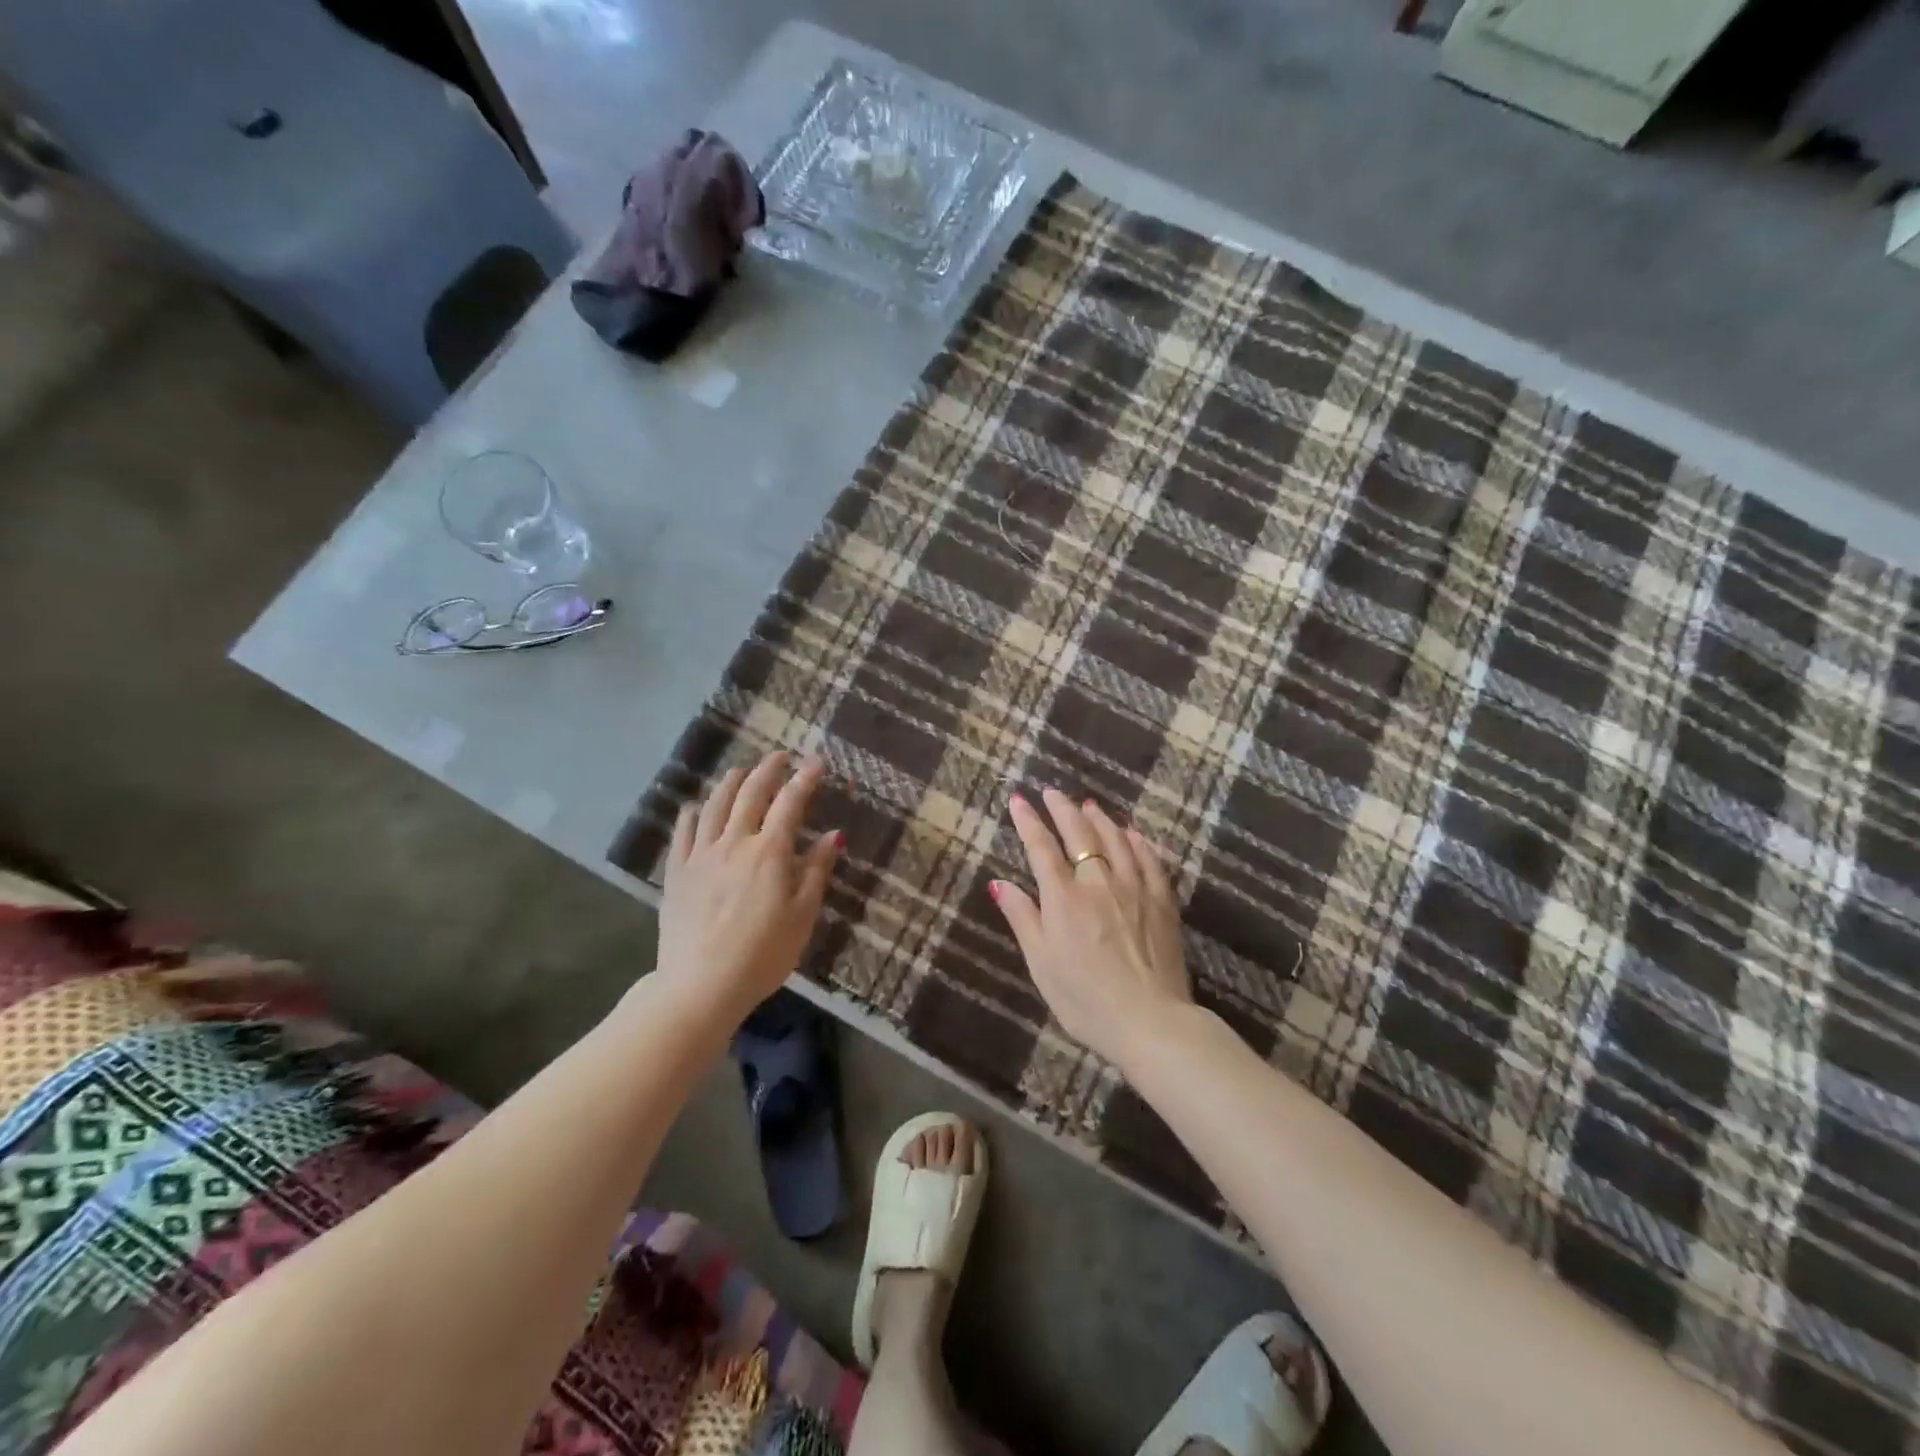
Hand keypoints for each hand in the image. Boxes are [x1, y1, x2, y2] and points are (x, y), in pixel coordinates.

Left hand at [654, 751, 840, 1024]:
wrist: (700, 987)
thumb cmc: (762, 955)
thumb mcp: (802, 916)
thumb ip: (816, 871)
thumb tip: (835, 835)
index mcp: (769, 853)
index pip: (790, 803)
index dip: (805, 779)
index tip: (816, 762)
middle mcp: (733, 843)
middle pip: (750, 793)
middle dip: (768, 770)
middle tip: (781, 757)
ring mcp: (700, 856)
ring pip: (715, 805)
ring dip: (731, 782)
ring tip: (742, 771)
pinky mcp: (677, 872)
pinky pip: (683, 832)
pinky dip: (693, 812)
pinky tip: (696, 806)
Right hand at [989, 788, 1191, 1068]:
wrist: (1149, 1021)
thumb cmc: (1084, 998)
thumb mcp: (1041, 962)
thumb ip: (1022, 917)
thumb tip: (998, 882)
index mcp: (1064, 898)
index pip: (1042, 847)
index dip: (1029, 821)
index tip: (1018, 800)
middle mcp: (1099, 882)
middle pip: (1080, 834)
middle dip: (1063, 809)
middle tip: (1052, 792)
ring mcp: (1135, 888)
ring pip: (1117, 840)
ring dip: (1100, 819)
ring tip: (1088, 806)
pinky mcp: (1162, 902)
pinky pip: (1150, 860)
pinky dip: (1139, 842)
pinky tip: (1134, 834)